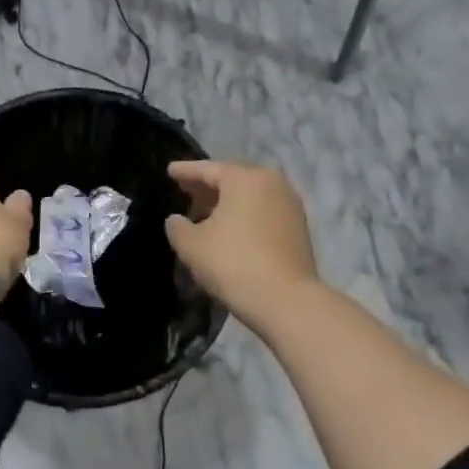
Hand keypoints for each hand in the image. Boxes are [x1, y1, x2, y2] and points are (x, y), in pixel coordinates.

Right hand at [164, 160, 317, 327]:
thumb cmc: (232, 263)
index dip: (185, 171)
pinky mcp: (299, 228)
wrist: (285, 300)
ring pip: (250, 195)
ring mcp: (290, 205)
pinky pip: (263, 211)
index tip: (169, 171)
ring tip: (205, 213)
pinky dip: (244, 214)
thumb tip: (176, 220)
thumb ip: (177, 226)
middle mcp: (272, 183)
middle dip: (208, 185)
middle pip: (233, 178)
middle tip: (186, 191)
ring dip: (227, 201)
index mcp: (245, 179)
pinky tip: (230, 229)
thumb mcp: (191, 245)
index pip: (208, 169)